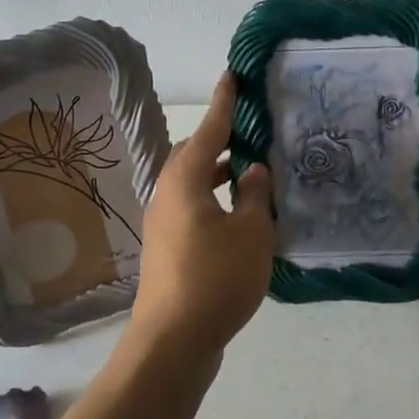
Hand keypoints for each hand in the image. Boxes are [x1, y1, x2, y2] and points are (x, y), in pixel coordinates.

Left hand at [127, 72, 275, 358]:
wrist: (172, 342)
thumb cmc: (215, 279)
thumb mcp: (251, 233)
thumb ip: (255, 195)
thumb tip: (253, 171)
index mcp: (186, 181)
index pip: (209, 130)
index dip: (223, 103)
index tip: (231, 75)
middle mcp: (168, 195)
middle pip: (193, 155)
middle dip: (219, 139)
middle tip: (250, 130)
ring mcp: (164, 224)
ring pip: (192, 183)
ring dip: (218, 173)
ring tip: (251, 172)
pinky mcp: (167, 249)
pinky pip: (193, 208)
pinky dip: (214, 199)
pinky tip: (240, 216)